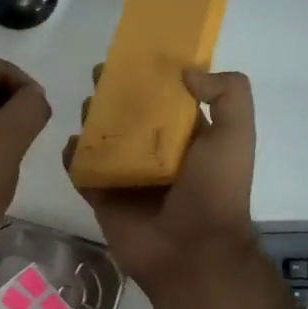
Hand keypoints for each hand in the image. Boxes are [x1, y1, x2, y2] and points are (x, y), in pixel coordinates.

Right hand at [66, 68, 256, 294]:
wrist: (192, 252)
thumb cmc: (215, 190)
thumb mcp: (236, 134)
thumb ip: (228, 93)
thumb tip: (188, 73)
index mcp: (189, 140)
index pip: (168, 101)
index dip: (152, 77)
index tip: (133, 56)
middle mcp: (157, 156)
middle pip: (130, 118)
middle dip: (115, 96)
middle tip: (99, 77)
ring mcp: (128, 179)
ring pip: (103, 143)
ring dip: (92, 122)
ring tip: (85, 106)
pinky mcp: (104, 199)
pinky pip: (83, 174)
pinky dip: (73, 158)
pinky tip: (71, 144)